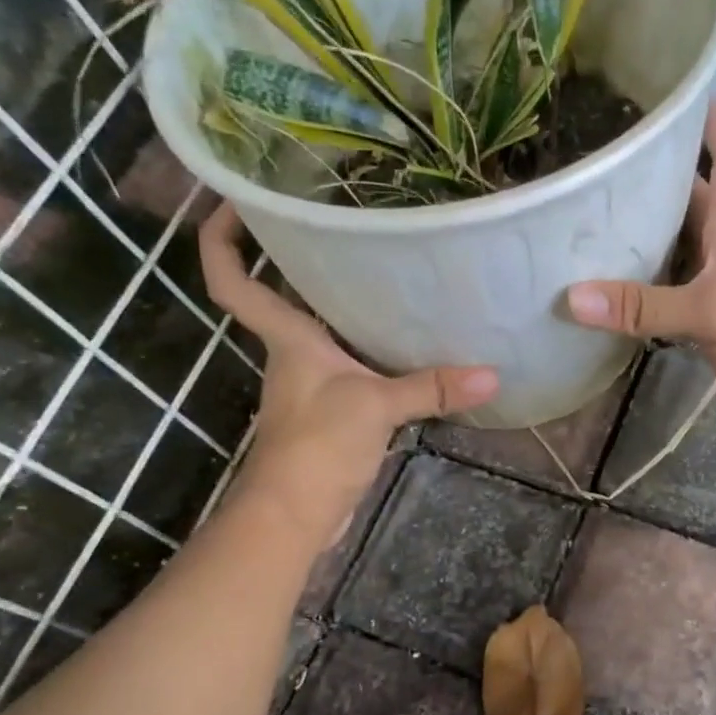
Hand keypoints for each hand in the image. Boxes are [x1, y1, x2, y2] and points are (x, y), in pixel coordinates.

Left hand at [199, 202, 497, 545]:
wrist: (295, 516)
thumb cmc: (316, 446)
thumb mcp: (375, 407)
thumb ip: (431, 387)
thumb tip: (493, 375)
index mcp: (286, 337)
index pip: (232, 279)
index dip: (222, 237)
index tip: (234, 198)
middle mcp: (291, 352)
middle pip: (281, 293)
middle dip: (298, 256)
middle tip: (341, 219)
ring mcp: (310, 383)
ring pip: (320, 328)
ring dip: (341, 302)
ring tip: (388, 268)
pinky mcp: (331, 410)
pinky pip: (349, 363)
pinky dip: (369, 347)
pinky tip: (406, 340)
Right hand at [565, 102, 715, 446]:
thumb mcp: (707, 312)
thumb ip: (642, 305)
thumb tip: (573, 297)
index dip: (713, 123)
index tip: (681, 96)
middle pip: (694, 200)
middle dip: (658, 180)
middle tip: (605, 168)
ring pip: (683, 246)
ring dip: (650, 234)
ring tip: (598, 223)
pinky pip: (679, 287)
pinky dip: (652, 283)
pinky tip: (620, 288)